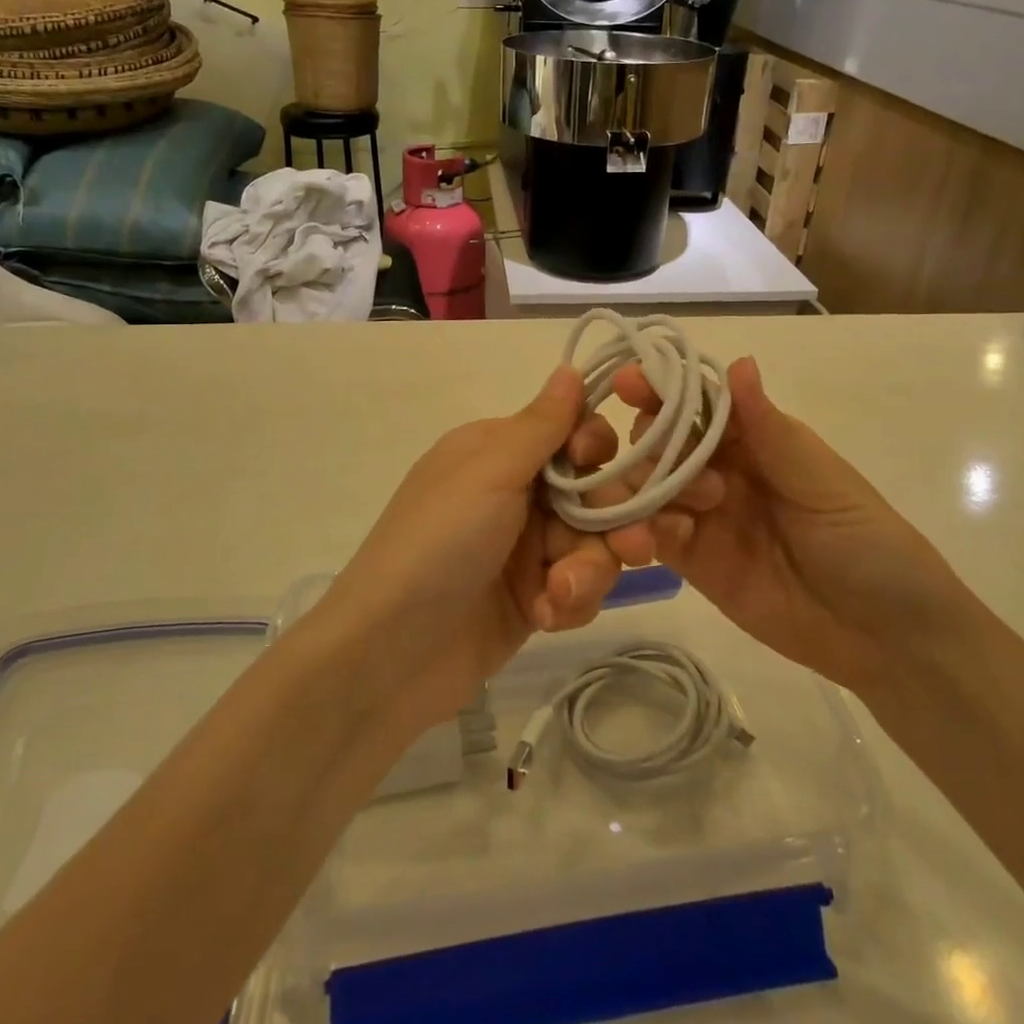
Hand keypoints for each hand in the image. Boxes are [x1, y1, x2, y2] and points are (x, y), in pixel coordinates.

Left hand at [315, 366, 652, 728]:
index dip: (598, 449)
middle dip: (613, 521)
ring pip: (593, 544)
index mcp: (499, 451)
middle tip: (633, 548)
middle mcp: (515, 493)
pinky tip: (545, 617)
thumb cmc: (438, 545)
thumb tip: (569, 367)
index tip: (600, 468)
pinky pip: (578, 587)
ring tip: (559, 595)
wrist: (390, 656)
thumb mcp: (489, 473)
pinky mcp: (532, 597)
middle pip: (594, 492)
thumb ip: (540, 425)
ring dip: (587, 570)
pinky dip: (569, 602)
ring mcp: (524, 548)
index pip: (571, 432)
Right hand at [614, 356, 978, 697]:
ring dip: (644, 486)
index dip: (661, 388)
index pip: (696, 402)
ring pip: (646, 484)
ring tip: (683, 511)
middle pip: (660, 439)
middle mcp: (720, 469)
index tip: (630, 383)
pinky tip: (665, 538)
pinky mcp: (691, 561)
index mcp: (755, 438)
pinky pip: (650, 533)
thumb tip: (739, 361)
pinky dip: (643, 529)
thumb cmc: (867, 543)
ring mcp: (702, 515)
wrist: (884, 637)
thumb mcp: (822, 482)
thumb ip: (768, 429)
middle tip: (678, 471)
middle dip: (652, 442)